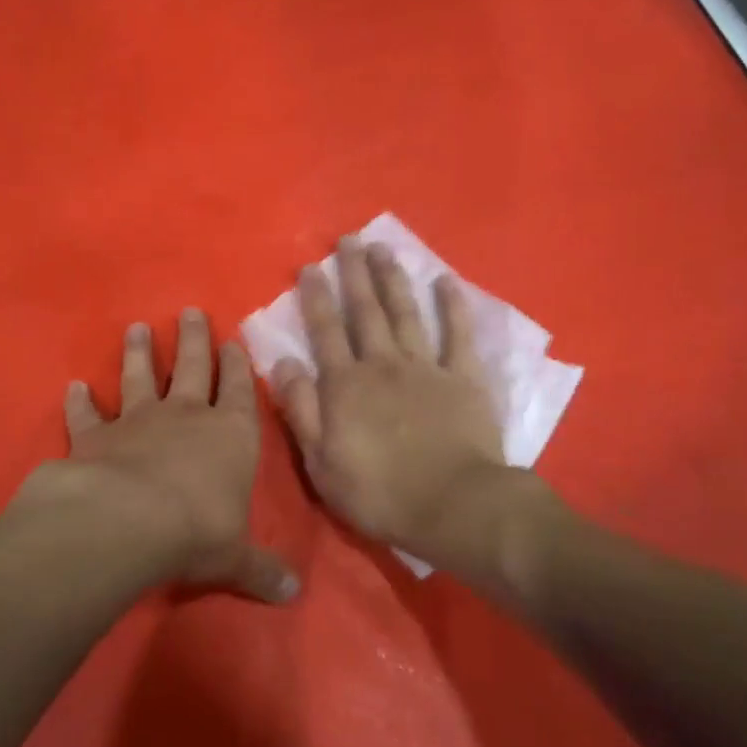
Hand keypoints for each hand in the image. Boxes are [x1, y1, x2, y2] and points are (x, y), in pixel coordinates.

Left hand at [27, 309, 297, 603]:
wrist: (129, 522)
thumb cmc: (197, 532)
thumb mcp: (236, 557)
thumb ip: (262, 570)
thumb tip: (293, 595)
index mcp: (230, 434)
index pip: (239, 390)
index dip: (238, 365)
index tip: (233, 340)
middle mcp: (186, 416)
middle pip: (192, 366)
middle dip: (194, 339)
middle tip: (190, 311)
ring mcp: (138, 420)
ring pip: (140, 376)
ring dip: (139, 353)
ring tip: (136, 328)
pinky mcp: (95, 435)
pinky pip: (86, 413)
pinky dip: (79, 401)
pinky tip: (73, 387)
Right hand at [270, 239, 507, 574]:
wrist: (453, 506)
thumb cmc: (380, 493)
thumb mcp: (321, 462)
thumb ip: (300, 408)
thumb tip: (282, 361)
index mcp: (345, 385)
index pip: (325, 332)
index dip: (316, 298)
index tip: (311, 267)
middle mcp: (382, 364)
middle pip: (365, 312)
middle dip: (354, 274)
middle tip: (349, 240)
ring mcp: (425, 368)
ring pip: (405, 313)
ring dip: (392, 279)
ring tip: (383, 248)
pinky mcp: (463, 378)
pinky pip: (457, 334)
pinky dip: (452, 306)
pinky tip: (445, 281)